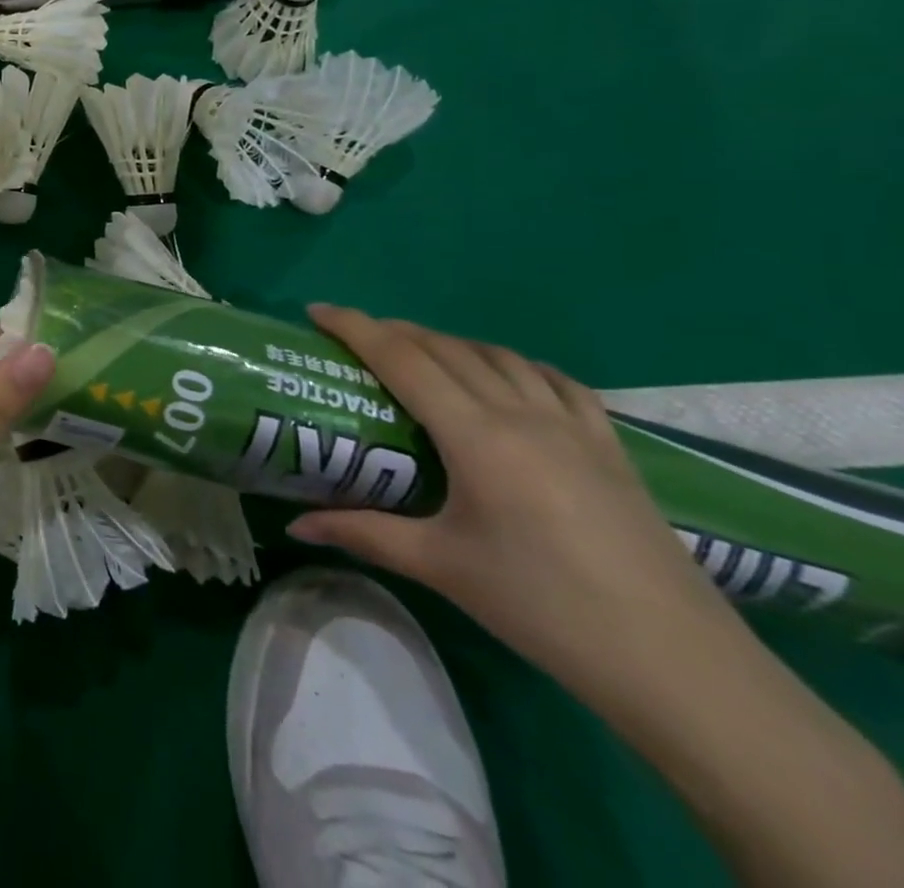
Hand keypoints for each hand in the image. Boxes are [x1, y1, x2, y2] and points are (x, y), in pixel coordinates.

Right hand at [289, 306, 736, 704]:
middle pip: (445, 348)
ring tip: (419, 355)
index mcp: (476, 436)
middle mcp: (522, 413)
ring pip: (498, 355)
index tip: (316, 310)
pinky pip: (553, 380)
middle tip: (354, 339)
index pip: (402, 359)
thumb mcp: (442, 567)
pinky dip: (513, 363)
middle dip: (393, 331)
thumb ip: (364, 534)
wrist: (678, 665)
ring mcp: (574, 425)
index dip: (355, 327)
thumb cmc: (544, 608)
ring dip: (448, 343)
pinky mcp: (611, 446)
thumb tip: (296, 525)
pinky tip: (505, 378)